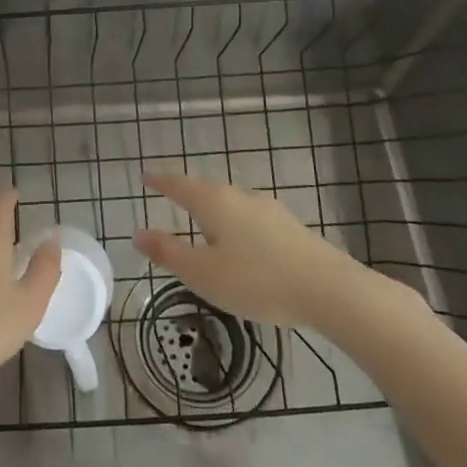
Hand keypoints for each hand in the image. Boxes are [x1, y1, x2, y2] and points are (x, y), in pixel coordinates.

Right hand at [136, 172, 414, 330]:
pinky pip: (250, 218)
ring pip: (231, 203)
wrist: (328, 289)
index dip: (160, 181)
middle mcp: (241, 197)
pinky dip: (235, 224)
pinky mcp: (290, 227)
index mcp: (214, 203)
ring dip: (213, 209)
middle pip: (207, 190)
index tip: (146, 177)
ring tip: (202, 223)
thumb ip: (169, 252)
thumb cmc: (257, 280)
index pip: (179, 185)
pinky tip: (240, 243)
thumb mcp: (203, 273)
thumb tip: (138, 233)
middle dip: (187, 193)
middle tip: (171, 197)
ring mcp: (269, 209)